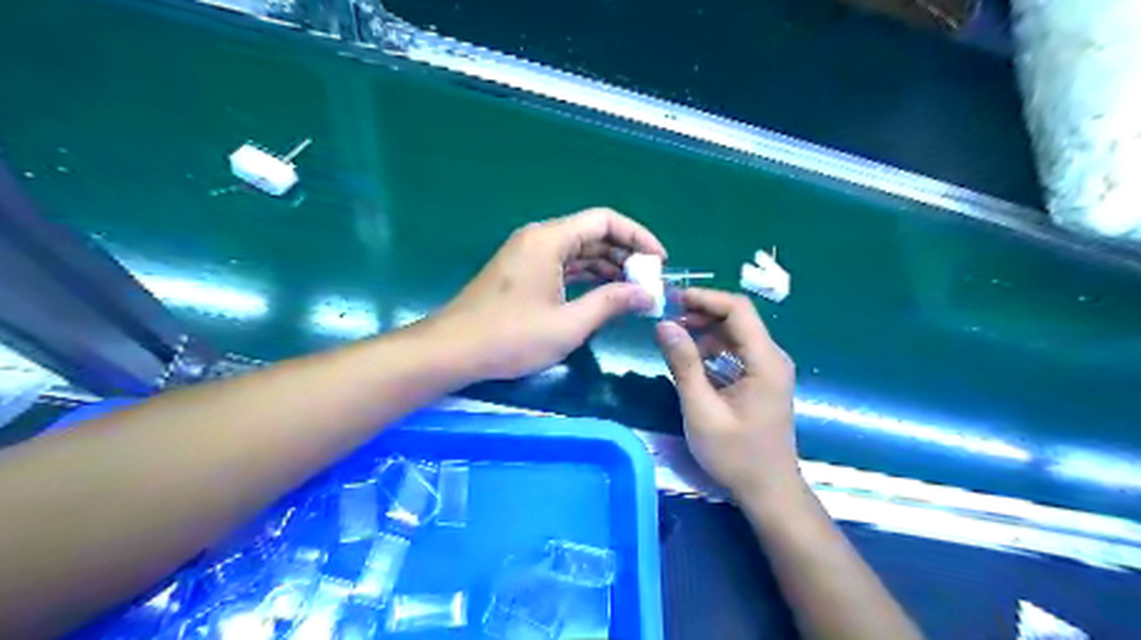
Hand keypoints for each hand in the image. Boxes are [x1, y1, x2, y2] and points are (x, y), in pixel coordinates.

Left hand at [439, 208, 670, 379]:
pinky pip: (563, 265)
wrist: (452, 350)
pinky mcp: (523, 272)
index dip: (638, 236)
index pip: (605, 220)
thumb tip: (648, 294)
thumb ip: (611, 303)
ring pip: (578, 251)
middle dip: (625, 255)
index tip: (660, 261)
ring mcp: (528, 255)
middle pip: (592, 234)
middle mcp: (539, 238)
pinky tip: (605, 294)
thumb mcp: (568, 324)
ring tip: (634, 291)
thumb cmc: (510, 337)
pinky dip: (586, 276)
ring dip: (607, 267)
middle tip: (650, 282)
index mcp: (549, 239)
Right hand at [650, 287, 801, 502]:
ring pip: (735, 333)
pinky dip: (712, 348)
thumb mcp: (702, 410)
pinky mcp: (761, 379)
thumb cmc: (735, 455)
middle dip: (701, 312)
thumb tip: (664, 325)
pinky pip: (736, 351)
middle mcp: (772, 357)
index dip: (705, 298)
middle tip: (666, 318)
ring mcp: (768, 368)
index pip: (738, 309)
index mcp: (764, 361)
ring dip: (705, 330)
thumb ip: (684, 365)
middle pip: (737, 318)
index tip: (672, 300)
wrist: (768, 491)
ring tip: (673, 338)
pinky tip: (691, 360)